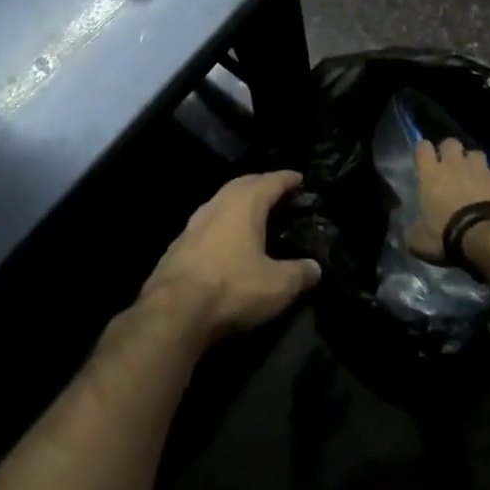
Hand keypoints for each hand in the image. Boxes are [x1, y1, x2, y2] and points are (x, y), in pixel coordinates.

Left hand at [141, 170, 320, 345]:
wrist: (173, 312)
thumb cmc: (232, 288)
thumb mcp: (278, 286)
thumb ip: (300, 273)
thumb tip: (315, 268)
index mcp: (244, 205)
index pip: (270, 181)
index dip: (287, 179)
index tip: (299, 178)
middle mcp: (217, 205)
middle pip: (242, 184)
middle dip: (260, 184)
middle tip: (277, 191)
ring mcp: (193, 224)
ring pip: (220, 201)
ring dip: (238, 202)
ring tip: (253, 213)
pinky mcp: (178, 245)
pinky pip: (206, 223)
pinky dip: (222, 223)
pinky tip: (226, 240)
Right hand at [406, 139, 489, 257]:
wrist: (488, 236)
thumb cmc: (447, 235)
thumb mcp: (419, 241)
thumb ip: (413, 231)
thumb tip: (411, 232)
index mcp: (431, 175)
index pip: (422, 147)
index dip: (423, 151)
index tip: (424, 160)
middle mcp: (455, 165)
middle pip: (451, 142)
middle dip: (450, 151)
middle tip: (450, 166)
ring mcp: (482, 169)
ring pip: (477, 154)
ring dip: (475, 164)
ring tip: (476, 178)